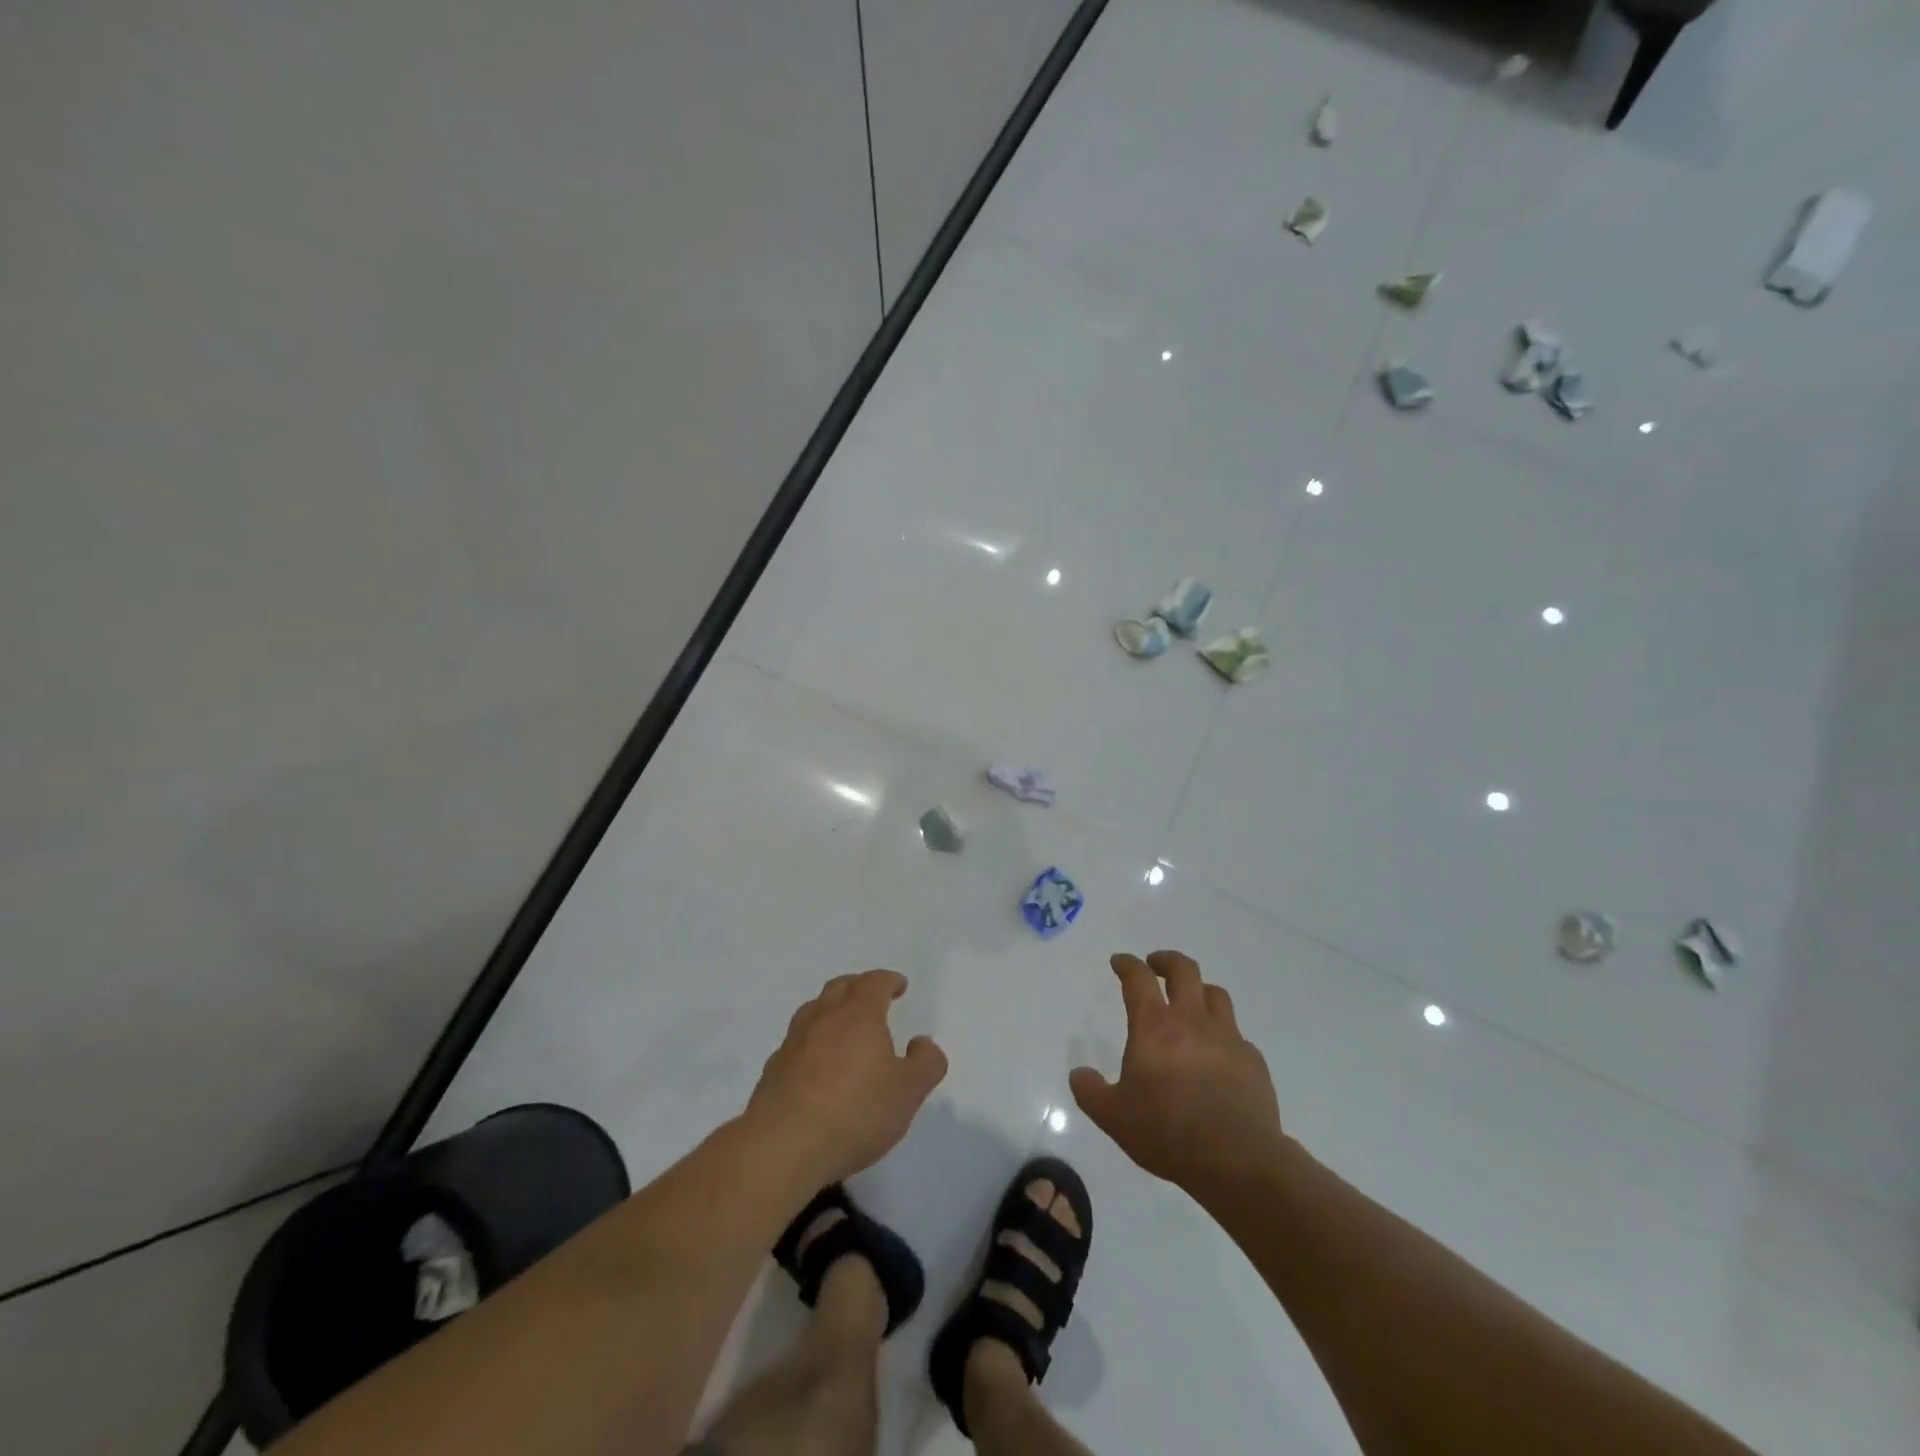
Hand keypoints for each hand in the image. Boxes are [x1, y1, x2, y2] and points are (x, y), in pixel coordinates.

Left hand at [746, 969, 947, 1185]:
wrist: (782, 1146)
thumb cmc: (854, 1112)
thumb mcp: (908, 1092)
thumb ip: (925, 1063)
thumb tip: (922, 1043)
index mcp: (858, 1014)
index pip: (874, 982)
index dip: (889, 981)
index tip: (899, 986)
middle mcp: (823, 1017)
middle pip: (840, 987)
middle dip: (859, 987)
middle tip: (873, 999)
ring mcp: (793, 1042)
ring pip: (814, 1011)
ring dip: (831, 1011)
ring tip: (844, 1029)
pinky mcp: (773, 1070)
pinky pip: (797, 1042)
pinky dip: (812, 1043)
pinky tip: (817, 1066)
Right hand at [1070, 950, 1283, 1190]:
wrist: (1237, 1160)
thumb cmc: (1167, 1132)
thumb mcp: (1113, 1117)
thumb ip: (1090, 1092)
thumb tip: (1079, 1074)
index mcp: (1154, 1026)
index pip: (1138, 978)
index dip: (1127, 964)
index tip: (1119, 962)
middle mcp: (1192, 1020)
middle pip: (1184, 970)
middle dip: (1166, 961)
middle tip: (1155, 965)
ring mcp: (1227, 1037)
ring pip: (1215, 994)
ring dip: (1199, 990)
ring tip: (1190, 1002)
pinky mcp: (1253, 1060)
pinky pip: (1236, 1034)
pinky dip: (1223, 1034)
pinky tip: (1217, 1054)